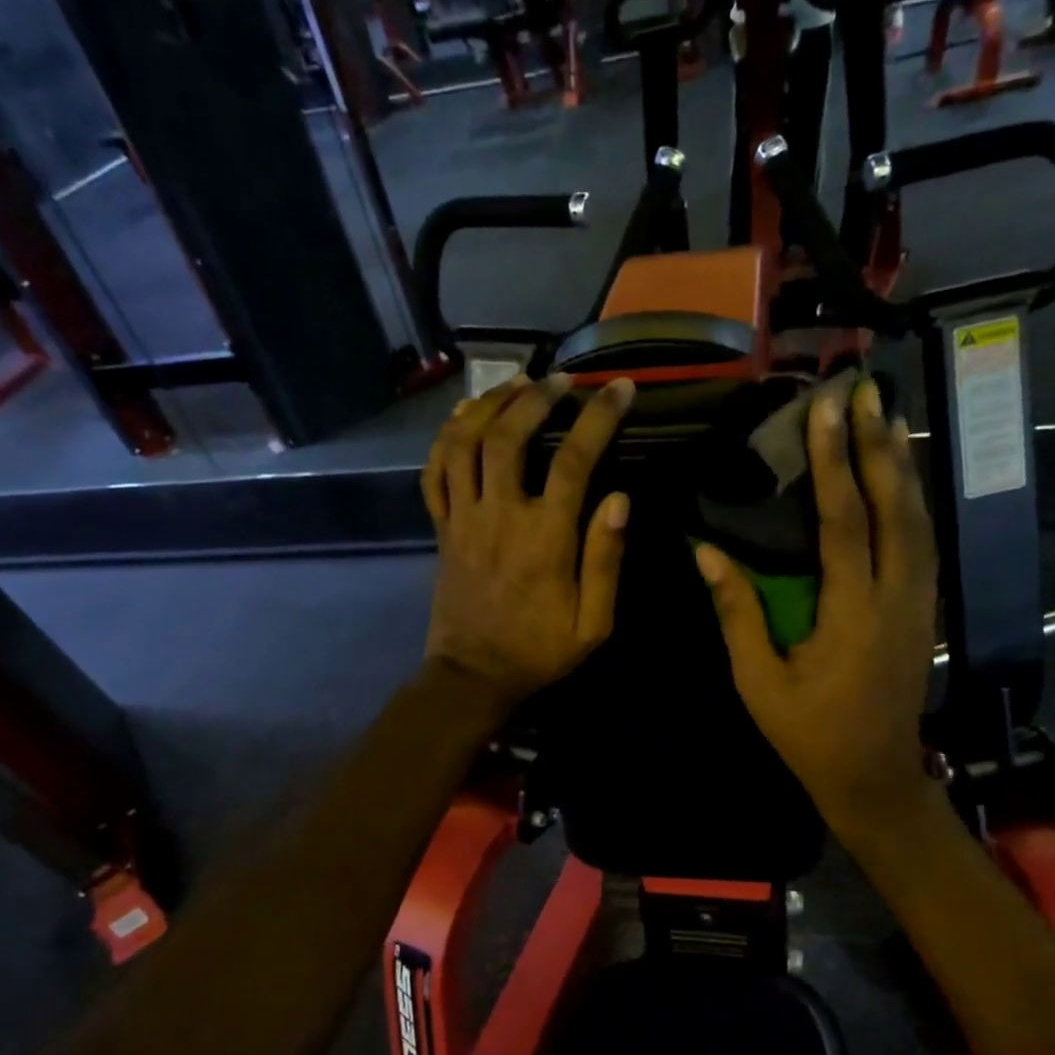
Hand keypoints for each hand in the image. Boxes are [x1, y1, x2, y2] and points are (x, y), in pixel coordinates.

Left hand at [422, 374, 634, 706]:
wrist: (473, 676)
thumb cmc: (539, 651)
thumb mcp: (593, 623)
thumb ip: (606, 559)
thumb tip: (620, 498)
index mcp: (546, 538)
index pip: (574, 460)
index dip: (598, 417)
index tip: (620, 389)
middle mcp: (500, 515)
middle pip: (509, 436)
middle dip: (537, 396)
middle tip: (561, 379)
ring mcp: (463, 518)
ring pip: (465, 443)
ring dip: (489, 405)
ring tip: (515, 384)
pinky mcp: (441, 528)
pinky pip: (434, 472)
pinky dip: (446, 438)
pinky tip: (465, 419)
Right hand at [697, 379, 938, 836]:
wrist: (875, 777)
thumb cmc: (809, 734)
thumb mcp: (759, 681)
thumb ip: (738, 613)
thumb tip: (707, 554)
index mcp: (852, 614)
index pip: (844, 522)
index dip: (833, 463)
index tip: (825, 411)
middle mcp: (896, 598)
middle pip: (895, 508)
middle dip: (879, 446)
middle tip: (867, 392)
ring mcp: (919, 604)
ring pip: (920, 521)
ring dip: (903, 467)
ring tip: (887, 418)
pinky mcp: (925, 611)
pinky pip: (924, 543)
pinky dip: (913, 501)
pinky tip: (901, 478)